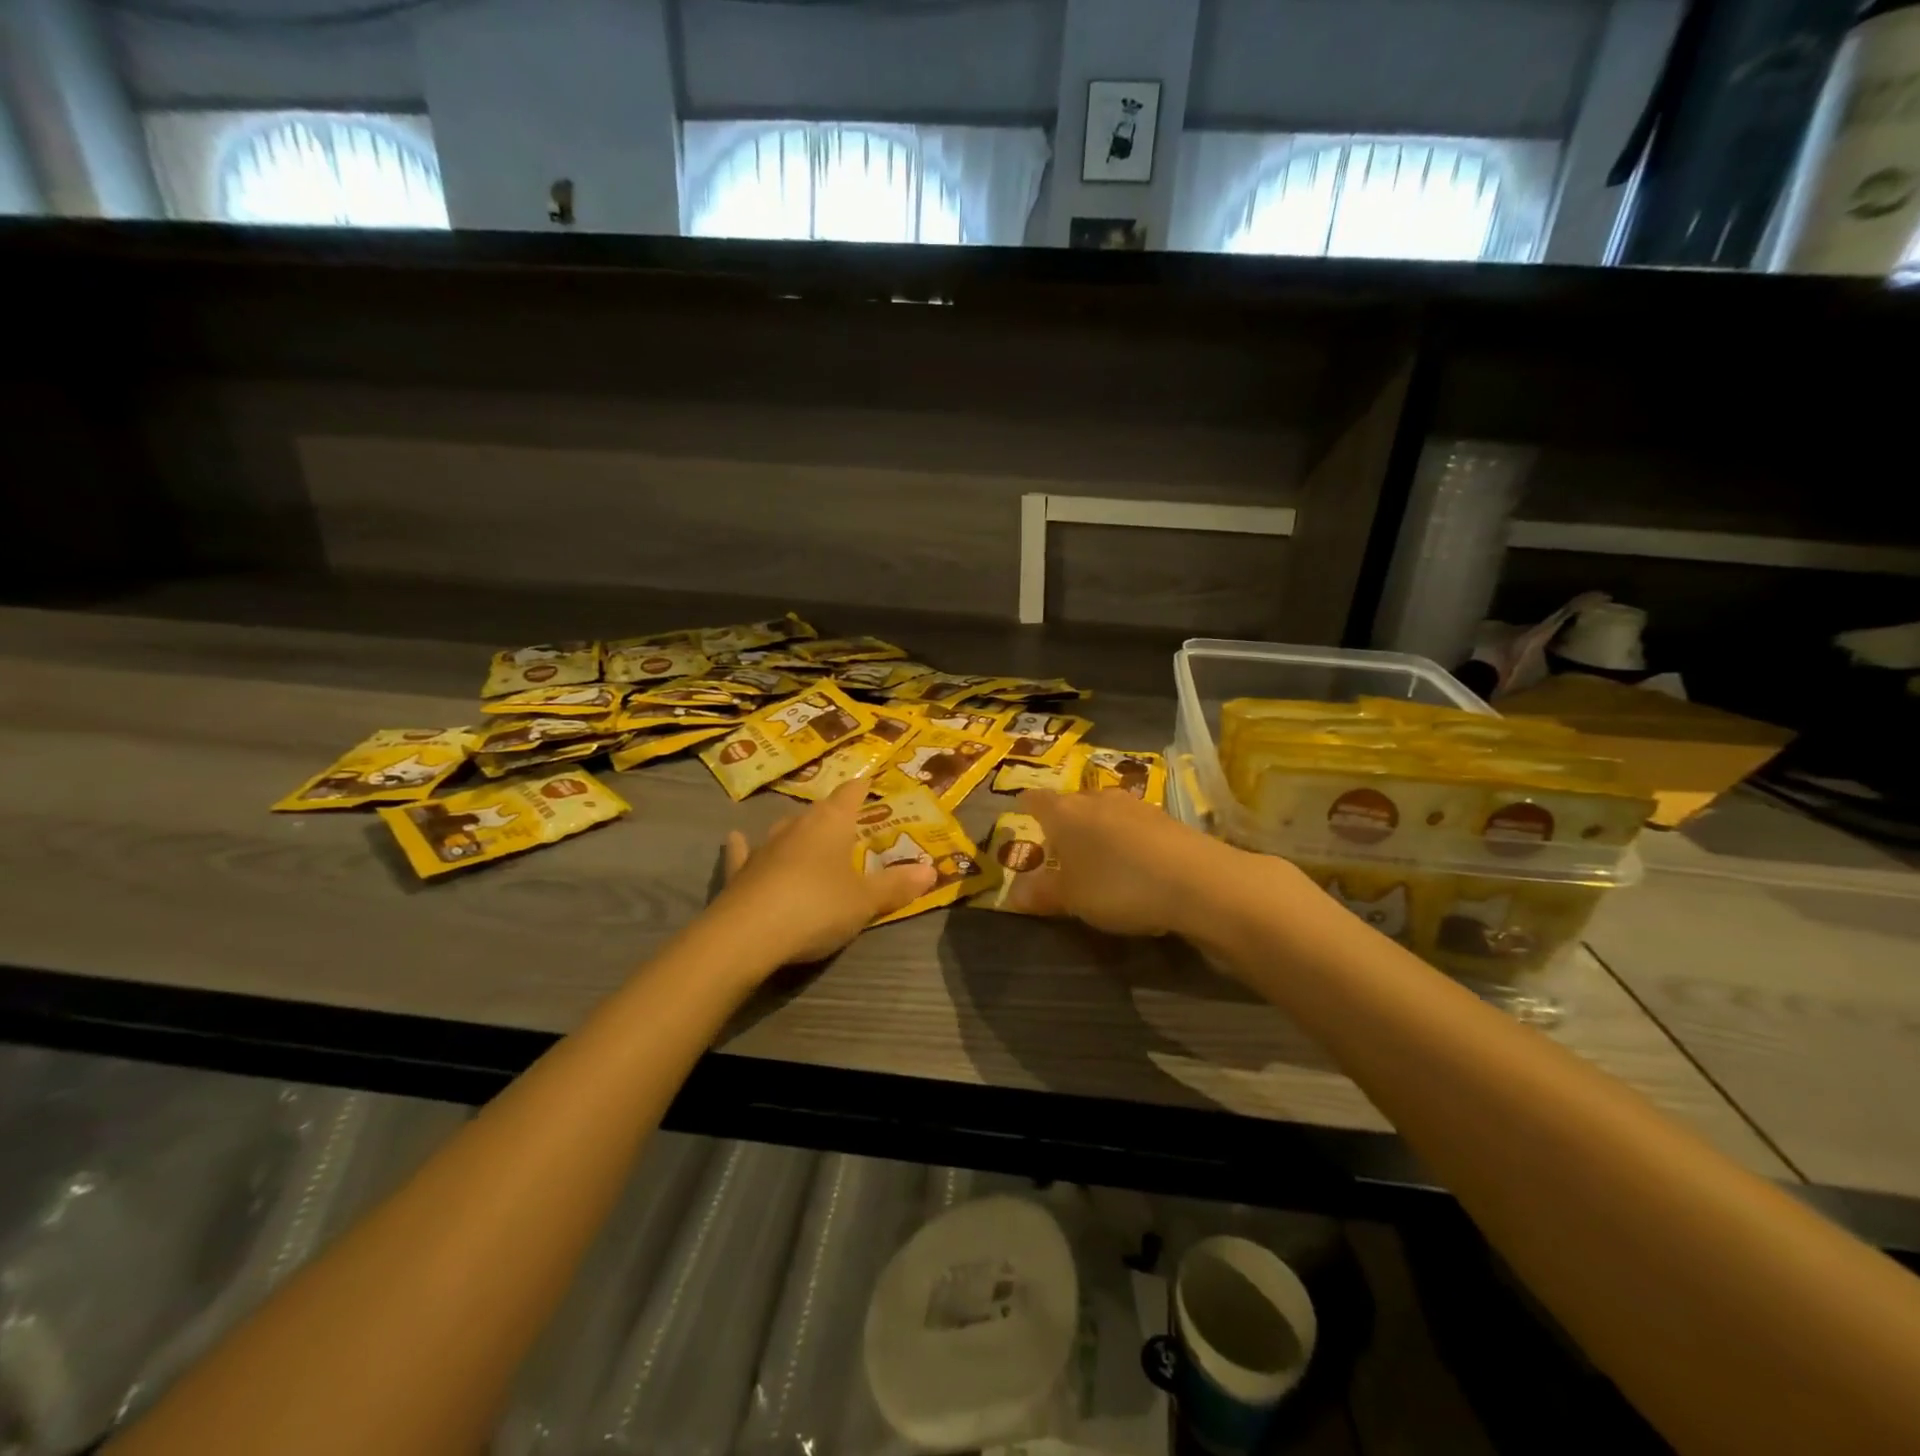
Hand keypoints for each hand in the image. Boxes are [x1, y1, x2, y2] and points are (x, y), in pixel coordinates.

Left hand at [714, 782, 936, 965]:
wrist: (747, 935)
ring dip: (798, 833)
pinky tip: (735, 839)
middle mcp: (797, 826)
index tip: (869, 780)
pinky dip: (744, 847)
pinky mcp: (740, 871)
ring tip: (808, 836)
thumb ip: (897, 885)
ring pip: (785, 830)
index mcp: (832, 823)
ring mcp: (765, 847)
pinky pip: (744, 853)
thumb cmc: (816, 907)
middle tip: (850, 824)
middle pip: (820, 812)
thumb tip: (933, 870)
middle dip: (835, 816)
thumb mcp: (865, 901)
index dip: (862, 787)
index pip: (851, 793)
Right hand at [1014, 788, 1231, 937]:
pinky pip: (1133, 825)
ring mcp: (1134, 805)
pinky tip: (1134, 864)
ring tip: (1097, 856)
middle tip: (1059, 847)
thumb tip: (1014, 893)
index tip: (1021, 812)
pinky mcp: (1165, 819)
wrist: (1196, 880)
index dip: (1027, 806)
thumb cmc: (1117, 885)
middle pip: (1072, 803)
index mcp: (1064, 812)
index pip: (1036, 800)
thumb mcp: (1072, 898)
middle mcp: (1096, 799)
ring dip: (1098, 829)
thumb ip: (1042, 893)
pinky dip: (1126, 839)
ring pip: (1104, 811)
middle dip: (1064, 820)